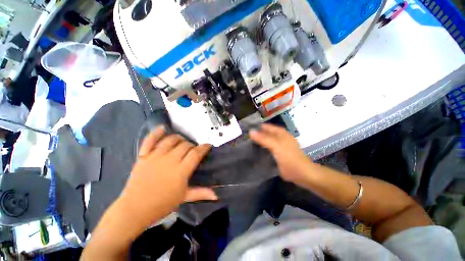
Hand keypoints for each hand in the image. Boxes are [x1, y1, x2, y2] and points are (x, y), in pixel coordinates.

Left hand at [120, 127, 215, 224]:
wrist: (135, 209)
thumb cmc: (162, 204)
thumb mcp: (184, 197)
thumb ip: (201, 193)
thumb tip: (217, 195)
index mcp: (180, 171)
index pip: (196, 154)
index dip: (204, 147)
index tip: (207, 145)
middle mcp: (169, 160)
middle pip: (185, 145)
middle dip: (192, 145)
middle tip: (193, 150)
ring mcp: (155, 157)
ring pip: (171, 140)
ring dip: (179, 138)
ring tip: (182, 142)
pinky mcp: (143, 156)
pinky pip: (149, 141)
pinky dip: (156, 133)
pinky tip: (162, 128)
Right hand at [249, 124, 313, 182]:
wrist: (302, 174)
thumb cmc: (290, 159)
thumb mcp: (276, 147)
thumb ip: (263, 139)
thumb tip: (250, 131)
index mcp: (280, 133)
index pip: (265, 126)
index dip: (256, 128)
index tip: (244, 131)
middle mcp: (279, 137)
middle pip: (264, 133)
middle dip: (255, 135)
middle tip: (243, 139)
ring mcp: (278, 145)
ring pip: (265, 141)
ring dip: (258, 142)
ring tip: (246, 144)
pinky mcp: (277, 153)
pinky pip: (267, 148)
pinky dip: (261, 148)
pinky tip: (254, 151)